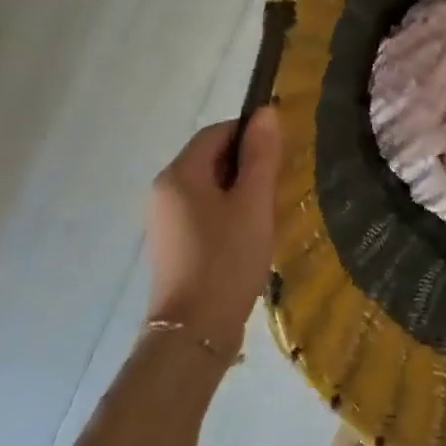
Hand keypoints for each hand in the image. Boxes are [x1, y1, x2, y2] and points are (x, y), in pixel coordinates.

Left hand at [144, 108, 282, 349]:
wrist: (193, 332)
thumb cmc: (227, 260)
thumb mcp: (254, 204)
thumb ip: (261, 156)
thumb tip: (266, 113)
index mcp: (179, 174)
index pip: (217, 132)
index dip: (251, 133)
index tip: (282, 153)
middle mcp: (163, 190)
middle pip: (210, 157)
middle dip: (247, 163)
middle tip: (280, 184)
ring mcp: (164, 219)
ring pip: (208, 186)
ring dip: (240, 189)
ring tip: (268, 211)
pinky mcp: (172, 243)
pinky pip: (203, 210)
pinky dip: (228, 211)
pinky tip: (249, 233)